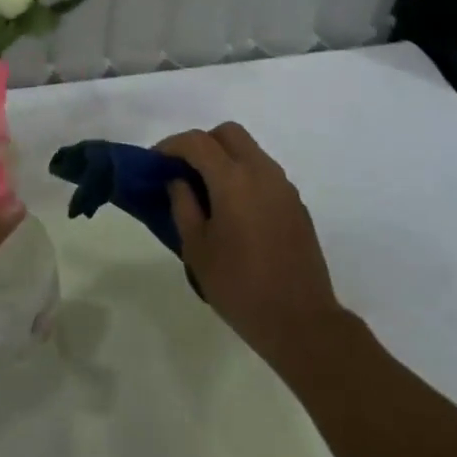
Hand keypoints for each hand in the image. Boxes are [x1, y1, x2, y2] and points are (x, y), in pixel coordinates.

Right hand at [160, 123, 345, 370]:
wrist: (301, 322)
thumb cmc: (240, 287)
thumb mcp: (197, 249)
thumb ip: (183, 205)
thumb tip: (178, 180)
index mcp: (233, 180)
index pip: (197, 142)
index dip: (171, 145)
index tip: (155, 161)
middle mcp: (261, 172)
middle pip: (228, 133)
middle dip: (202, 143)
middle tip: (183, 170)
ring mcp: (283, 186)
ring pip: (249, 150)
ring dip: (225, 158)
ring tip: (206, 191)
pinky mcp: (296, 203)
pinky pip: (264, 172)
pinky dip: (243, 175)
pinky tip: (233, 209)